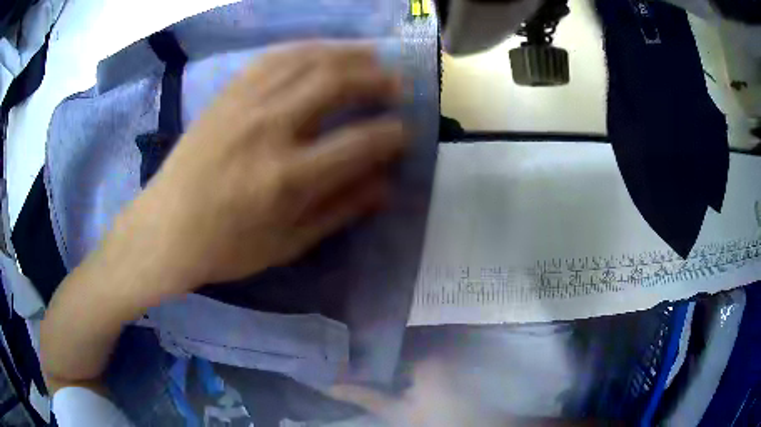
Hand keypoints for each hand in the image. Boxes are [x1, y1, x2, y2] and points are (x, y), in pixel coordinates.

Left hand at [110, 41, 407, 297]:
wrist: (164, 229)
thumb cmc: (225, 248)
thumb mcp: (287, 245)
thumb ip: (339, 210)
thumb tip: (386, 186)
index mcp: (286, 178)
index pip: (359, 142)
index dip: (394, 133)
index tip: (407, 131)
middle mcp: (268, 129)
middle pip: (336, 83)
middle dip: (378, 78)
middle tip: (399, 83)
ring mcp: (244, 104)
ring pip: (308, 59)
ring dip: (348, 53)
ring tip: (373, 57)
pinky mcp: (227, 94)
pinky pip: (274, 57)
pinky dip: (308, 48)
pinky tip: (324, 50)